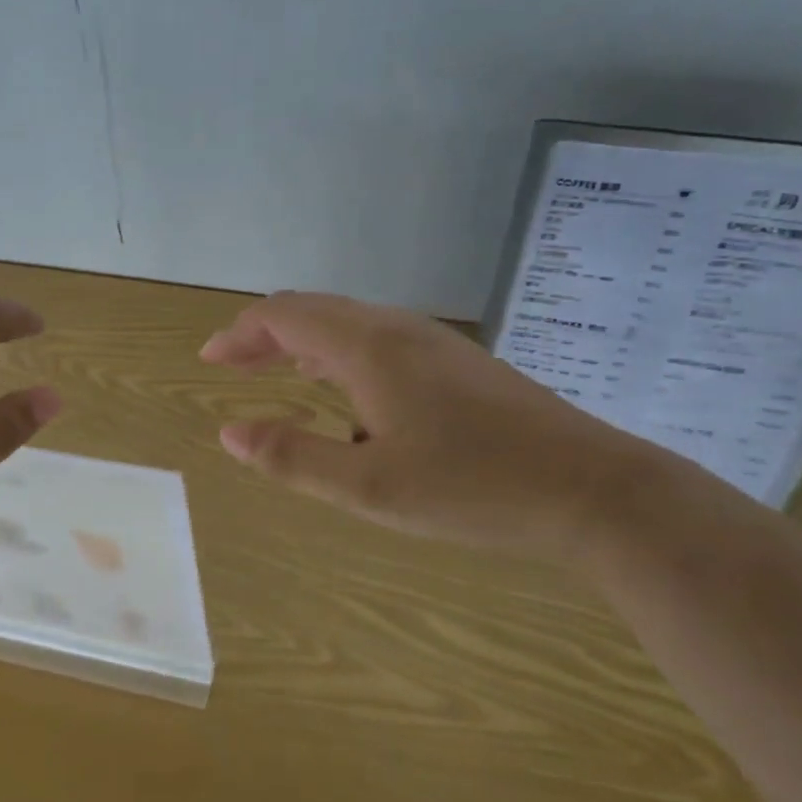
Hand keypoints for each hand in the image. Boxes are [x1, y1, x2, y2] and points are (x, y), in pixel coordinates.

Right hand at [200, 291, 671, 560]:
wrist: (593, 489)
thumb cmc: (472, 488)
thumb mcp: (369, 486)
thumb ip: (293, 457)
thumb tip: (229, 432)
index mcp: (368, 347)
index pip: (284, 315)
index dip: (240, 333)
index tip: (209, 360)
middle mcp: (396, 329)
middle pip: (313, 311)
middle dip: (264, 335)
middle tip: (231, 366)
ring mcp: (433, 342)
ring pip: (348, 323)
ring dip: (302, 343)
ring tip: (276, 373)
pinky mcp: (458, 362)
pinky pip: (378, 339)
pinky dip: (338, 353)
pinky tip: (346, 391)